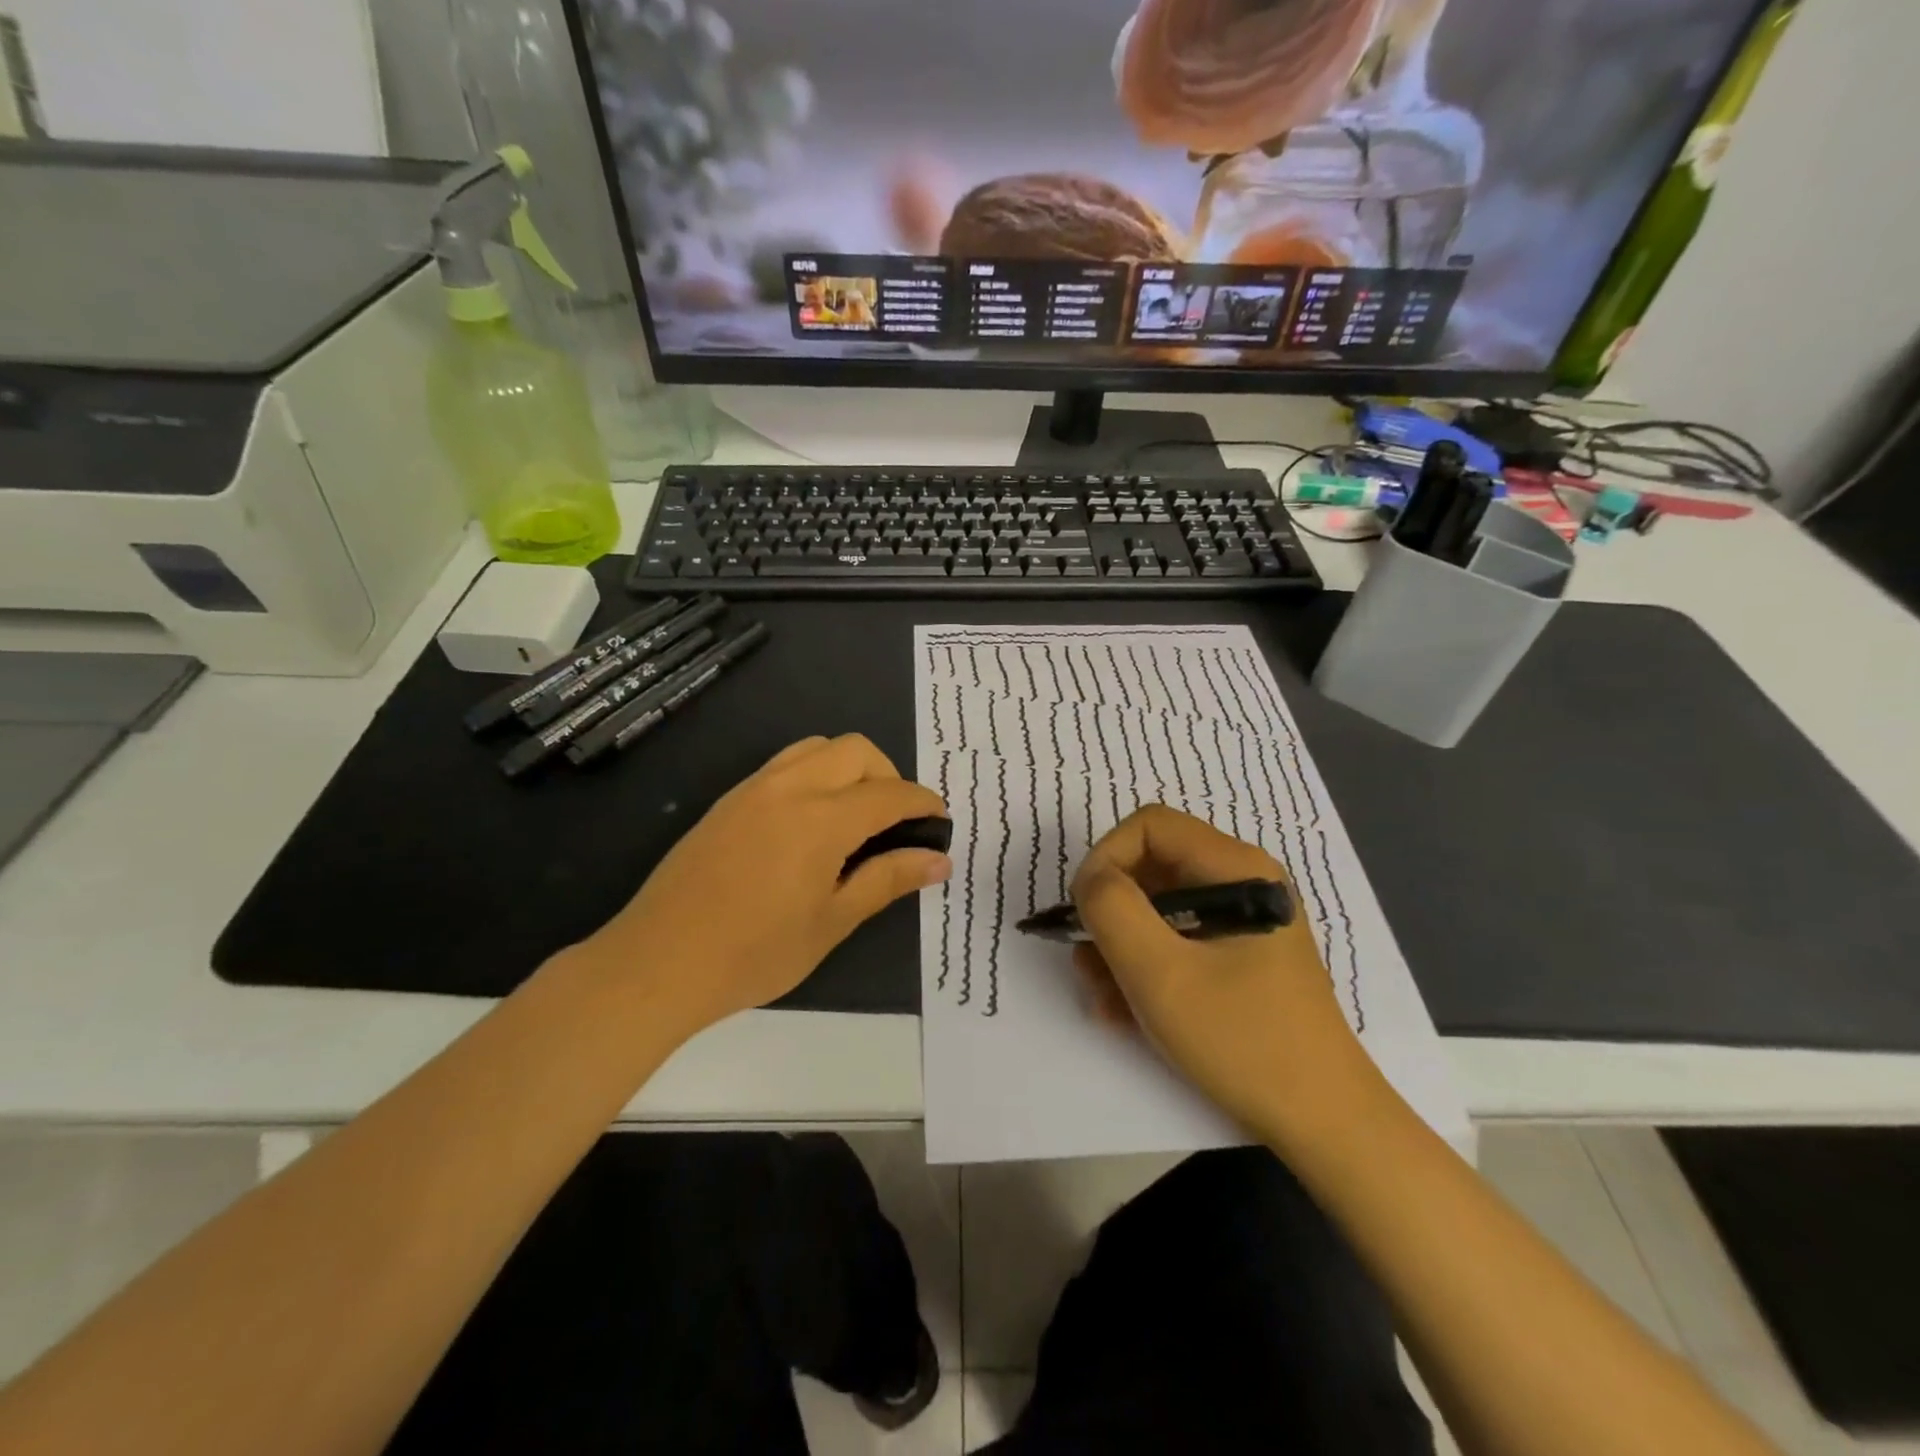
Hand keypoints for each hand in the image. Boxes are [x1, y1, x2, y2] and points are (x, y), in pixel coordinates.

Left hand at [575, 734, 948, 1036]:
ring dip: (850, 768)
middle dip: (889, 776)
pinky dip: (816, 774)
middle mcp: (790, 787)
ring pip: (817, 748)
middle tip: (896, 823)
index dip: (923, 803)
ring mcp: (753, 788)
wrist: (658, 962)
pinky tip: (811, 823)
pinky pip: (785, 764)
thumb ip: (888, 879)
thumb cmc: (755, 953)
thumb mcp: (833, 921)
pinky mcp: (729, 800)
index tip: (940, 823)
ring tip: (856, 816)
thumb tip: (939, 860)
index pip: (889, 793)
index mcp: (821, 818)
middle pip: (856, 750)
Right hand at [1071, 805, 1373, 1138]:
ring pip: (1157, 908)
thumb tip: (1092, 881)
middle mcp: (1241, 882)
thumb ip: (1113, 910)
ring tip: (1101, 997)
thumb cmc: (1243, 1040)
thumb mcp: (1161, 974)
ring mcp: (1241, 921)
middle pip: (1151, 867)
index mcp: (1236, 868)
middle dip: (1109, 912)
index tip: (1083, 913)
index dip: (1105, 859)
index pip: (1149, 826)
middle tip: (1087, 963)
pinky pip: (1176, 942)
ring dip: (1119, 947)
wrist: (1324, 1124)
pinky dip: (1144, 968)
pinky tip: (1123, 1012)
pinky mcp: (1239, 956)